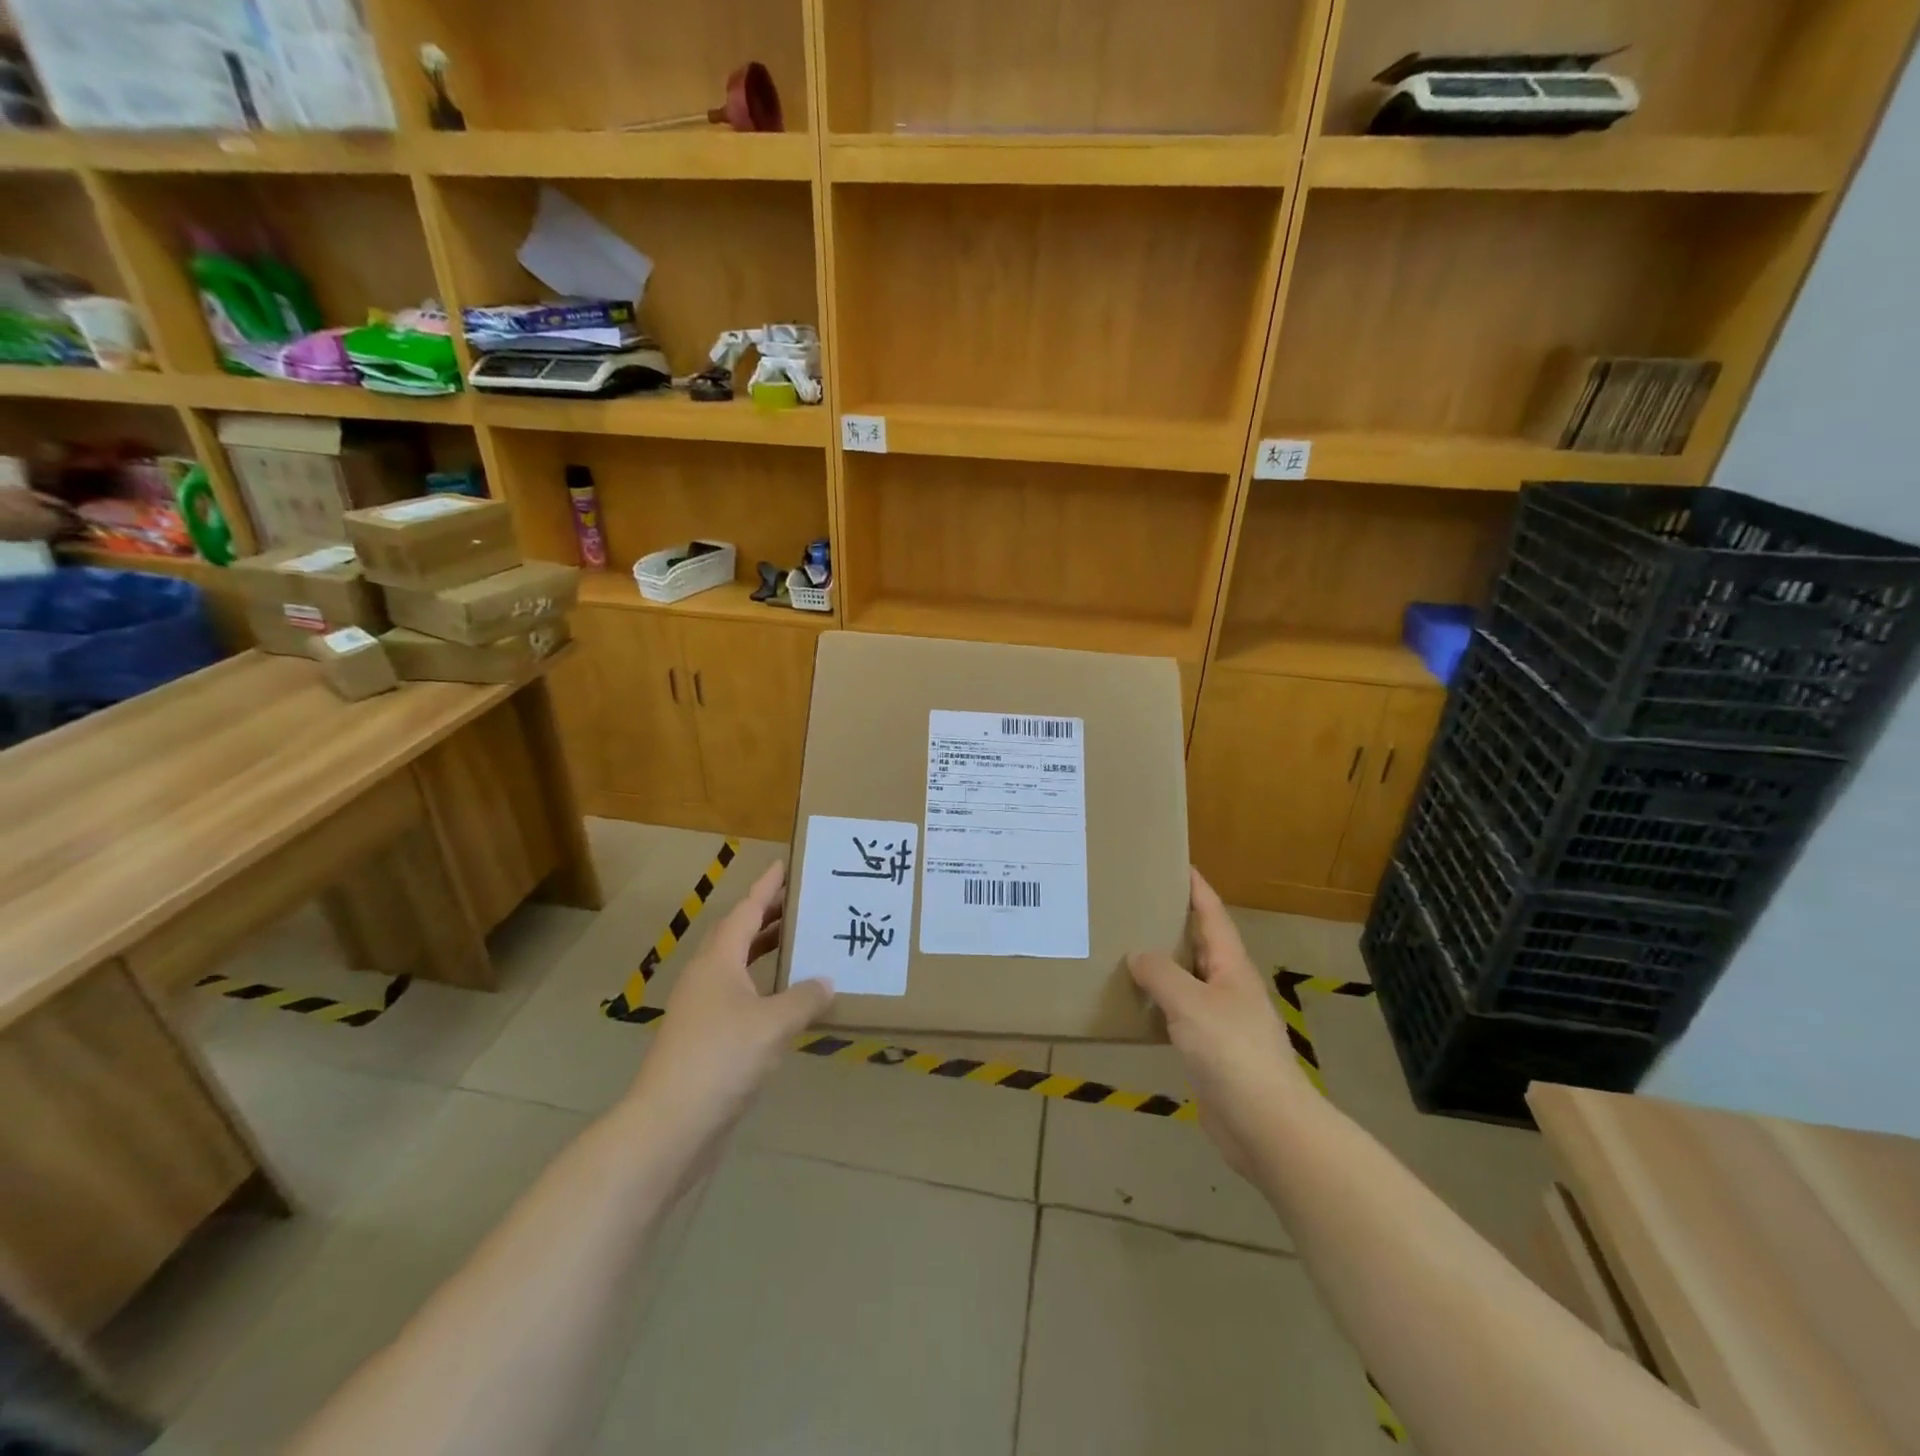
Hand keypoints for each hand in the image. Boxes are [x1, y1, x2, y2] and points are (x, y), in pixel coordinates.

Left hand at [630, 861, 833, 1144]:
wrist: (670, 1125)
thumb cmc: (721, 1059)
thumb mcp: (774, 1024)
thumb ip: (805, 998)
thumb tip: (827, 981)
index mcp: (719, 961)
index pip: (746, 911)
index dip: (767, 887)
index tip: (785, 865)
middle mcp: (708, 978)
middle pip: (739, 934)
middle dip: (769, 916)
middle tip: (803, 902)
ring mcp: (703, 1010)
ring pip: (739, 967)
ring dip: (767, 952)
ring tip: (801, 943)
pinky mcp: (707, 1039)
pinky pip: (741, 997)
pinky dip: (765, 987)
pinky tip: (788, 1002)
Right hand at [1128, 868, 1312, 1177]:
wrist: (1266, 1126)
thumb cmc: (1232, 1054)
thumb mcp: (1191, 1004)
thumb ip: (1161, 974)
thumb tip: (1137, 954)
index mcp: (1231, 967)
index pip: (1212, 915)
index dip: (1196, 888)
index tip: (1175, 863)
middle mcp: (1228, 987)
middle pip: (1199, 944)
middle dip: (1172, 923)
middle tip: (1134, 904)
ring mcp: (1221, 1020)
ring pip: (1187, 980)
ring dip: (1162, 964)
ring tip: (1124, 948)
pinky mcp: (1210, 1051)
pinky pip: (1179, 1014)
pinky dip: (1158, 1003)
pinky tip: (1134, 1005)